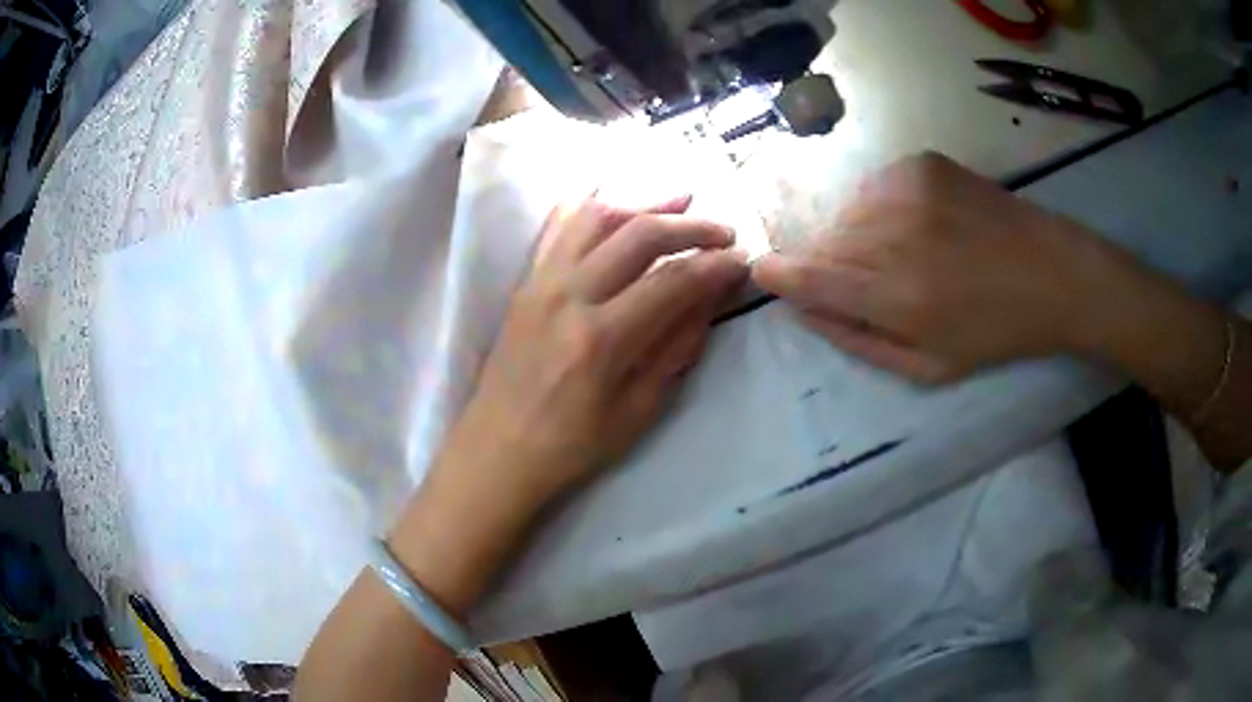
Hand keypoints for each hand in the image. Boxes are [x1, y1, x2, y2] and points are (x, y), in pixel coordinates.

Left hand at [443, 194, 747, 511]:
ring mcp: (541, 282)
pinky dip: (593, 204)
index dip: (715, 266)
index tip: (742, 262)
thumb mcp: (638, 410)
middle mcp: (568, 296)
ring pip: (596, 216)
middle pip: (638, 235)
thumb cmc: (571, 444)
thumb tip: (710, 298)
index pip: (672, 281)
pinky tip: (619, 202)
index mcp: (601, 339)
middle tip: (723, 232)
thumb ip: (676, 348)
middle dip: (690, 226)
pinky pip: (558, 226)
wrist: (498, 449)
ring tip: (680, 200)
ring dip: (644, 202)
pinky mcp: (525, 281)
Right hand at [753, 152, 1145, 382]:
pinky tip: (915, 224)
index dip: (779, 275)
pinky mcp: (922, 163)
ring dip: (854, 234)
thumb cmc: (995, 331)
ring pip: (846, 211)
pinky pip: (874, 187)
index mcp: (897, 297)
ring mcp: (907, 189)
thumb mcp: (929, 368)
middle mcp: (893, 235)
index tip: (765, 272)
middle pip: (823, 241)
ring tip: (897, 252)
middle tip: (864, 279)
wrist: (1053, 273)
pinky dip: (879, 208)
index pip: (809, 277)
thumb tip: (805, 310)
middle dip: (827, 262)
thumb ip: (860, 341)